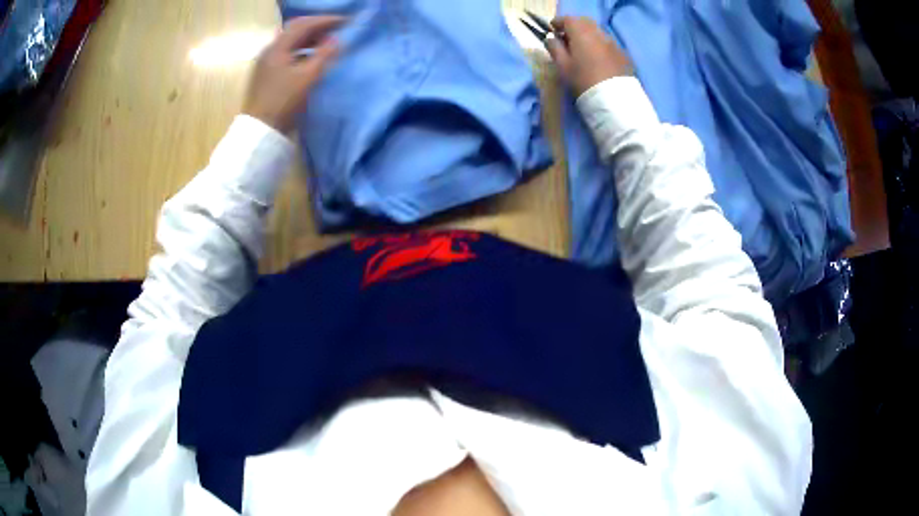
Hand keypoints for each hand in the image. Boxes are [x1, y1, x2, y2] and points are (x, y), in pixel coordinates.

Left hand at [243, 16, 343, 132]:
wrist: (260, 131)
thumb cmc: (283, 102)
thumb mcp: (307, 77)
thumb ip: (323, 55)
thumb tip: (336, 40)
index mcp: (277, 48)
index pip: (304, 25)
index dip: (326, 21)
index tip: (346, 21)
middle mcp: (269, 50)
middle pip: (295, 30)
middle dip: (317, 26)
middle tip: (336, 29)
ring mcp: (266, 62)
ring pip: (290, 41)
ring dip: (309, 38)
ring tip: (327, 42)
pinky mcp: (266, 73)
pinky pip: (286, 52)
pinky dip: (302, 49)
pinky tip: (311, 56)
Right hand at [546, 17, 631, 96]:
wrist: (614, 99)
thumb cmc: (583, 81)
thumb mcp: (563, 66)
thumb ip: (555, 48)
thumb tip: (550, 38)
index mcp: (582, 34)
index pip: (568, 19)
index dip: (558, 22)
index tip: (552, 29)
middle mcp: (599, 33)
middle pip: (585, 22)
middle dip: (574, 26)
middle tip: (567, 37)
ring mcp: (613, 43)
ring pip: (597, 32)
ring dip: (588, 35)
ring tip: (582, 48)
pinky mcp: (623, 54)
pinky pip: (607, 43)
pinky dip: (599, 44)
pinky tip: (597, 57)